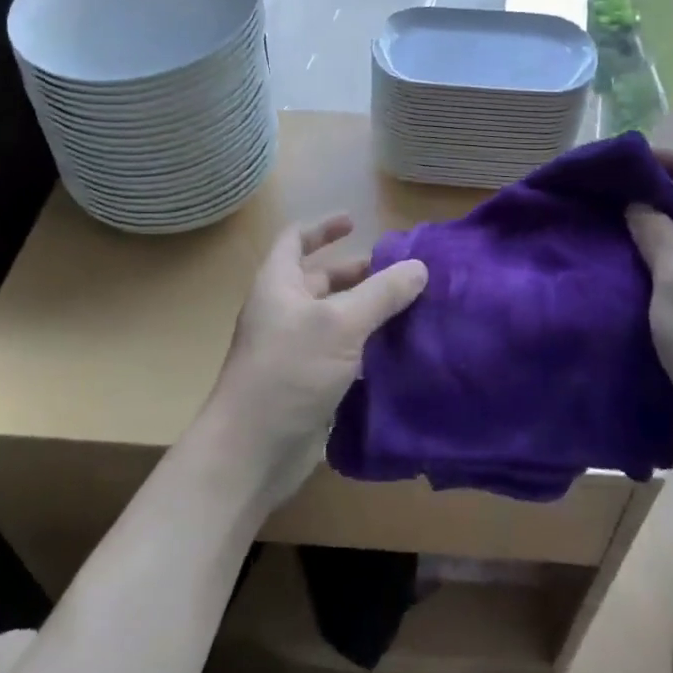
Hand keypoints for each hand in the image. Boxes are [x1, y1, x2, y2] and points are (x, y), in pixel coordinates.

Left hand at [207, 214, 427, 498]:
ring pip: (334, 319)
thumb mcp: (340, 324)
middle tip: (399, 272)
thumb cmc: (289, 372)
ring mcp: (294, 350)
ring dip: (366, 311)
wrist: (253, 451)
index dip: (323, 227)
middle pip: (320, 280)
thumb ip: (381, 293)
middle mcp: (283, 312)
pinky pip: (340, 354)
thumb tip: (419, 266)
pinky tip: (398, 350)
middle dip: (357, 273)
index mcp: (279, 284)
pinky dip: (365, 347)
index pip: (295, 240)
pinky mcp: (308, 384)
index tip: (355, 221)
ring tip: (409, 307)